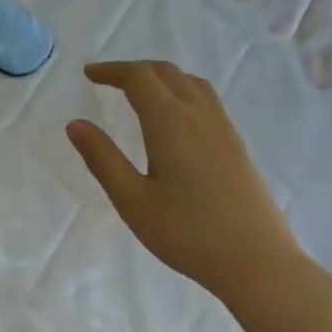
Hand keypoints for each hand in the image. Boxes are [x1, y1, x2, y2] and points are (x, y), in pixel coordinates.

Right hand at [66, 61, 300, 307]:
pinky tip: (176, 120)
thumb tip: (76, 124)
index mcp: (171, 123)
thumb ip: (103, 159)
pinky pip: (207, 101)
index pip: (139, 78)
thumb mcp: (132, 200)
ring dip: (162, 77)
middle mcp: (200, 116)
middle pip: (167, 73)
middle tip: (107, 80)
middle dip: (135, 70)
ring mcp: (224, 130)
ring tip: (140, 92)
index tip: (88, 74)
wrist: (256, 261)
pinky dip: (182, 92)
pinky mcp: (237, 147)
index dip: (112, 70)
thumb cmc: (186, 233)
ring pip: (192, 84)